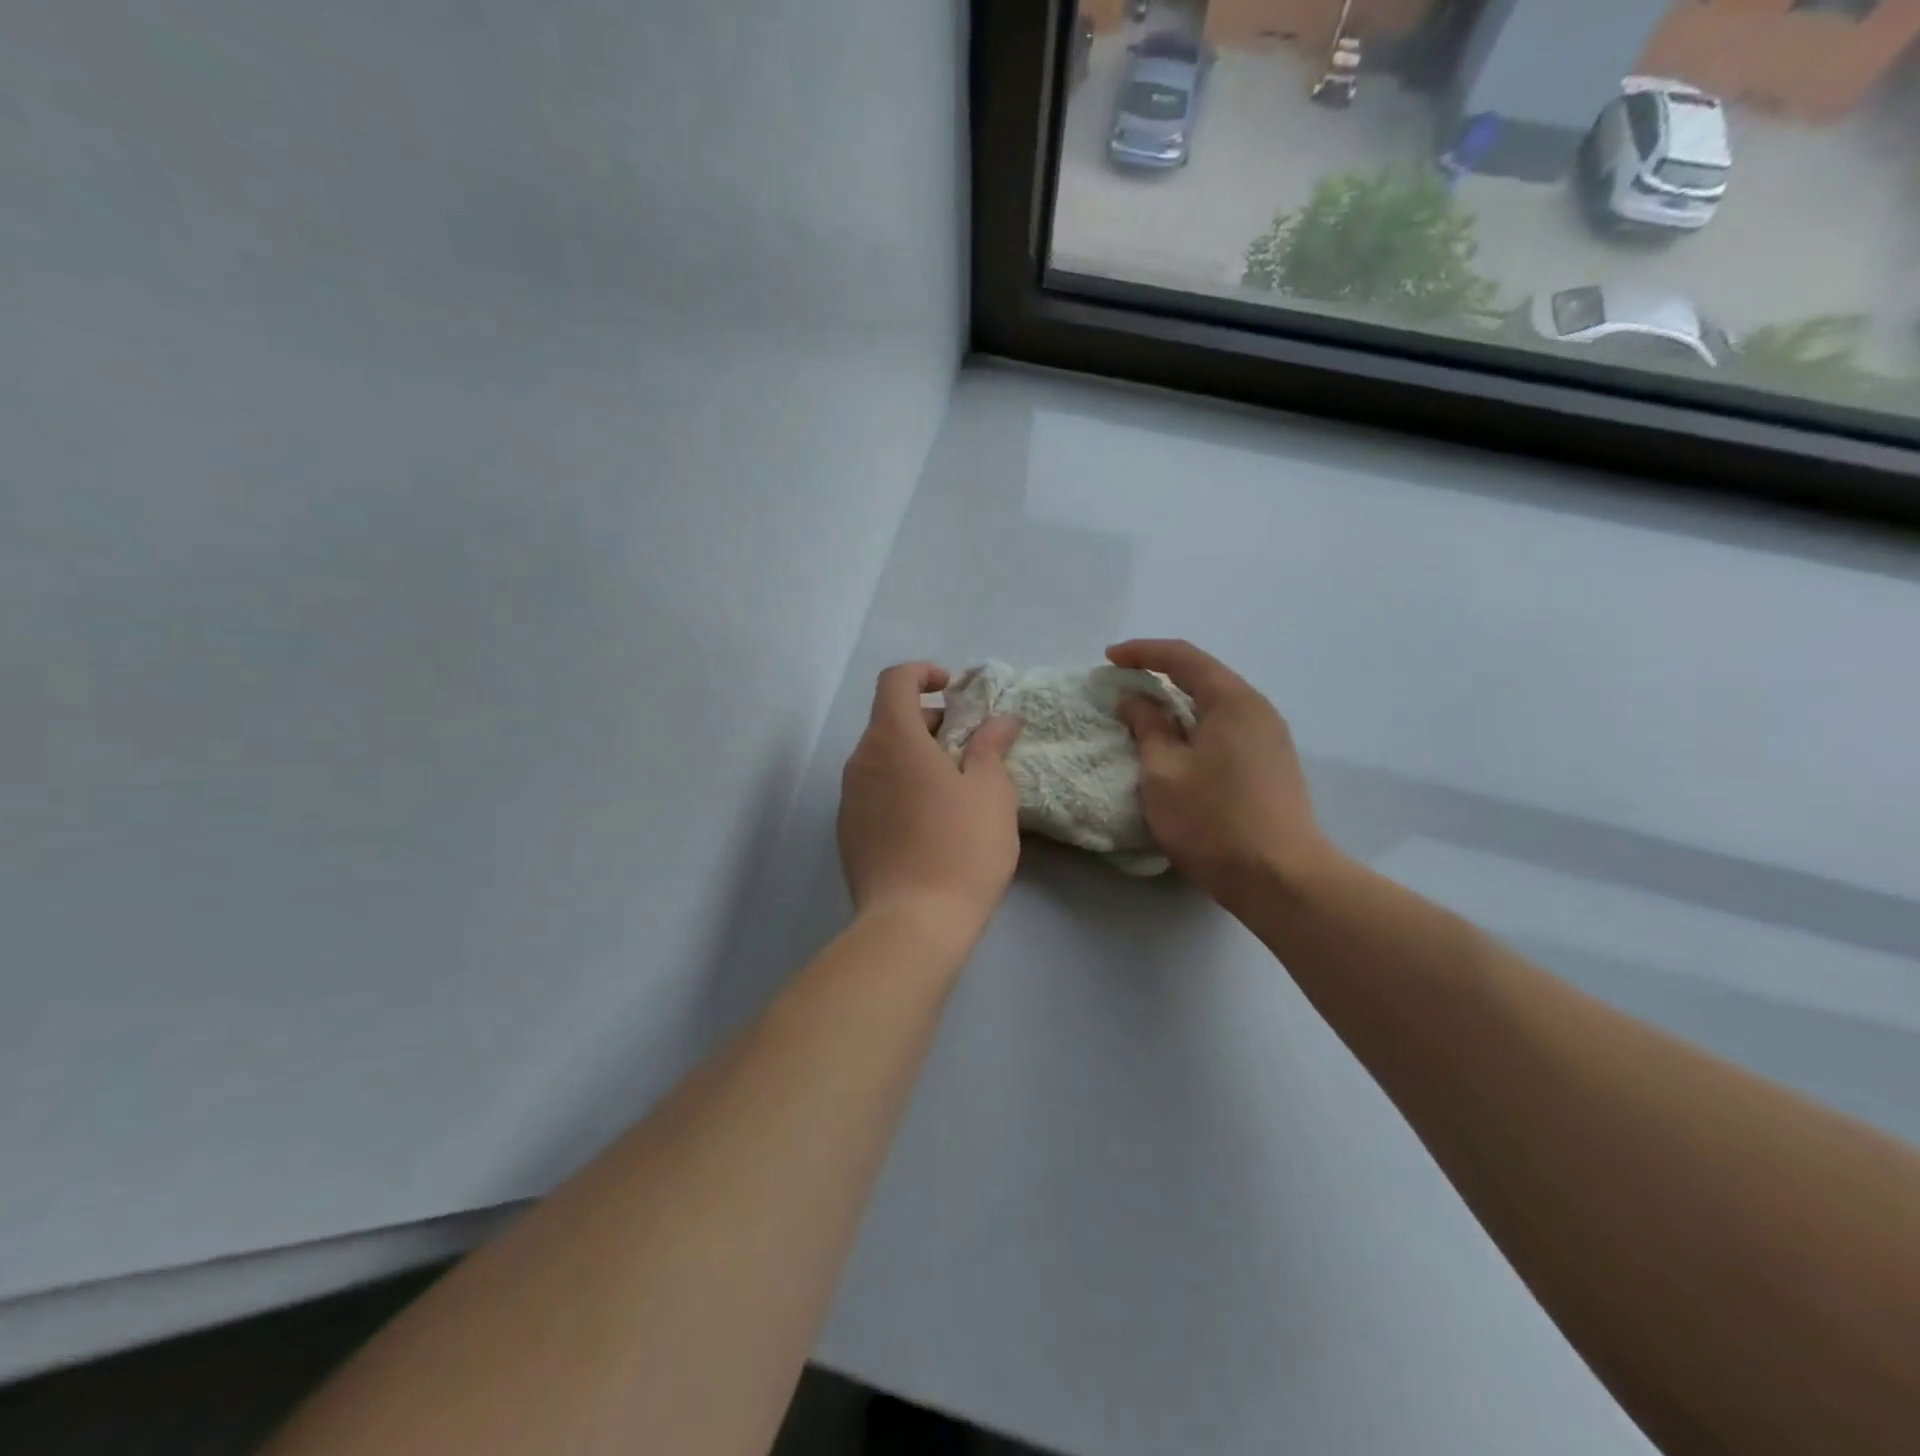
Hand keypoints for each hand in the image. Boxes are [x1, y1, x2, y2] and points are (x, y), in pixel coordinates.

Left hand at [838, 663, 1023, 946]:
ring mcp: (849, 797)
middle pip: (889, 720)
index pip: (895, 680)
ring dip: (915, 756)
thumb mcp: (991, 792)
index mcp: (893, 739)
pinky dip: (899, 786)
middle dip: (929, 721)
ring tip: (953, 788)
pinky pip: (874, 790)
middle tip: (968, 749)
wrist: (912, 924)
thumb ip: (991, 746)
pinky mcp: (847, 831)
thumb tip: (1000, 719)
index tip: (953, 691)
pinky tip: (928, 822)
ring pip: (882, 757)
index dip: (923, 674)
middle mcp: (861, 760)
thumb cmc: (961, 848)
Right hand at [1108, 639, 1334, 913]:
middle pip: (1204, 676)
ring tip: (1146, 715)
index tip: (1108, 659)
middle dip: (1160, 675)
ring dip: (1179, 704)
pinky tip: (1180, 745)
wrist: (1281, 879)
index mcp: (1232, 701)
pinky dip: (1197, 725)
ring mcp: (1271, 738)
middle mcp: (1258, 709)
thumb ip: (1147, 727)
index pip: (1183, 658)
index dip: (1142, 652)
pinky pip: (1228, 728)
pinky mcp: (1272, 764)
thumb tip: (1135, 699)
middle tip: (1123, 685)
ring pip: (1217, 705)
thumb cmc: (1213, 821)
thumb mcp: (1164, 772)